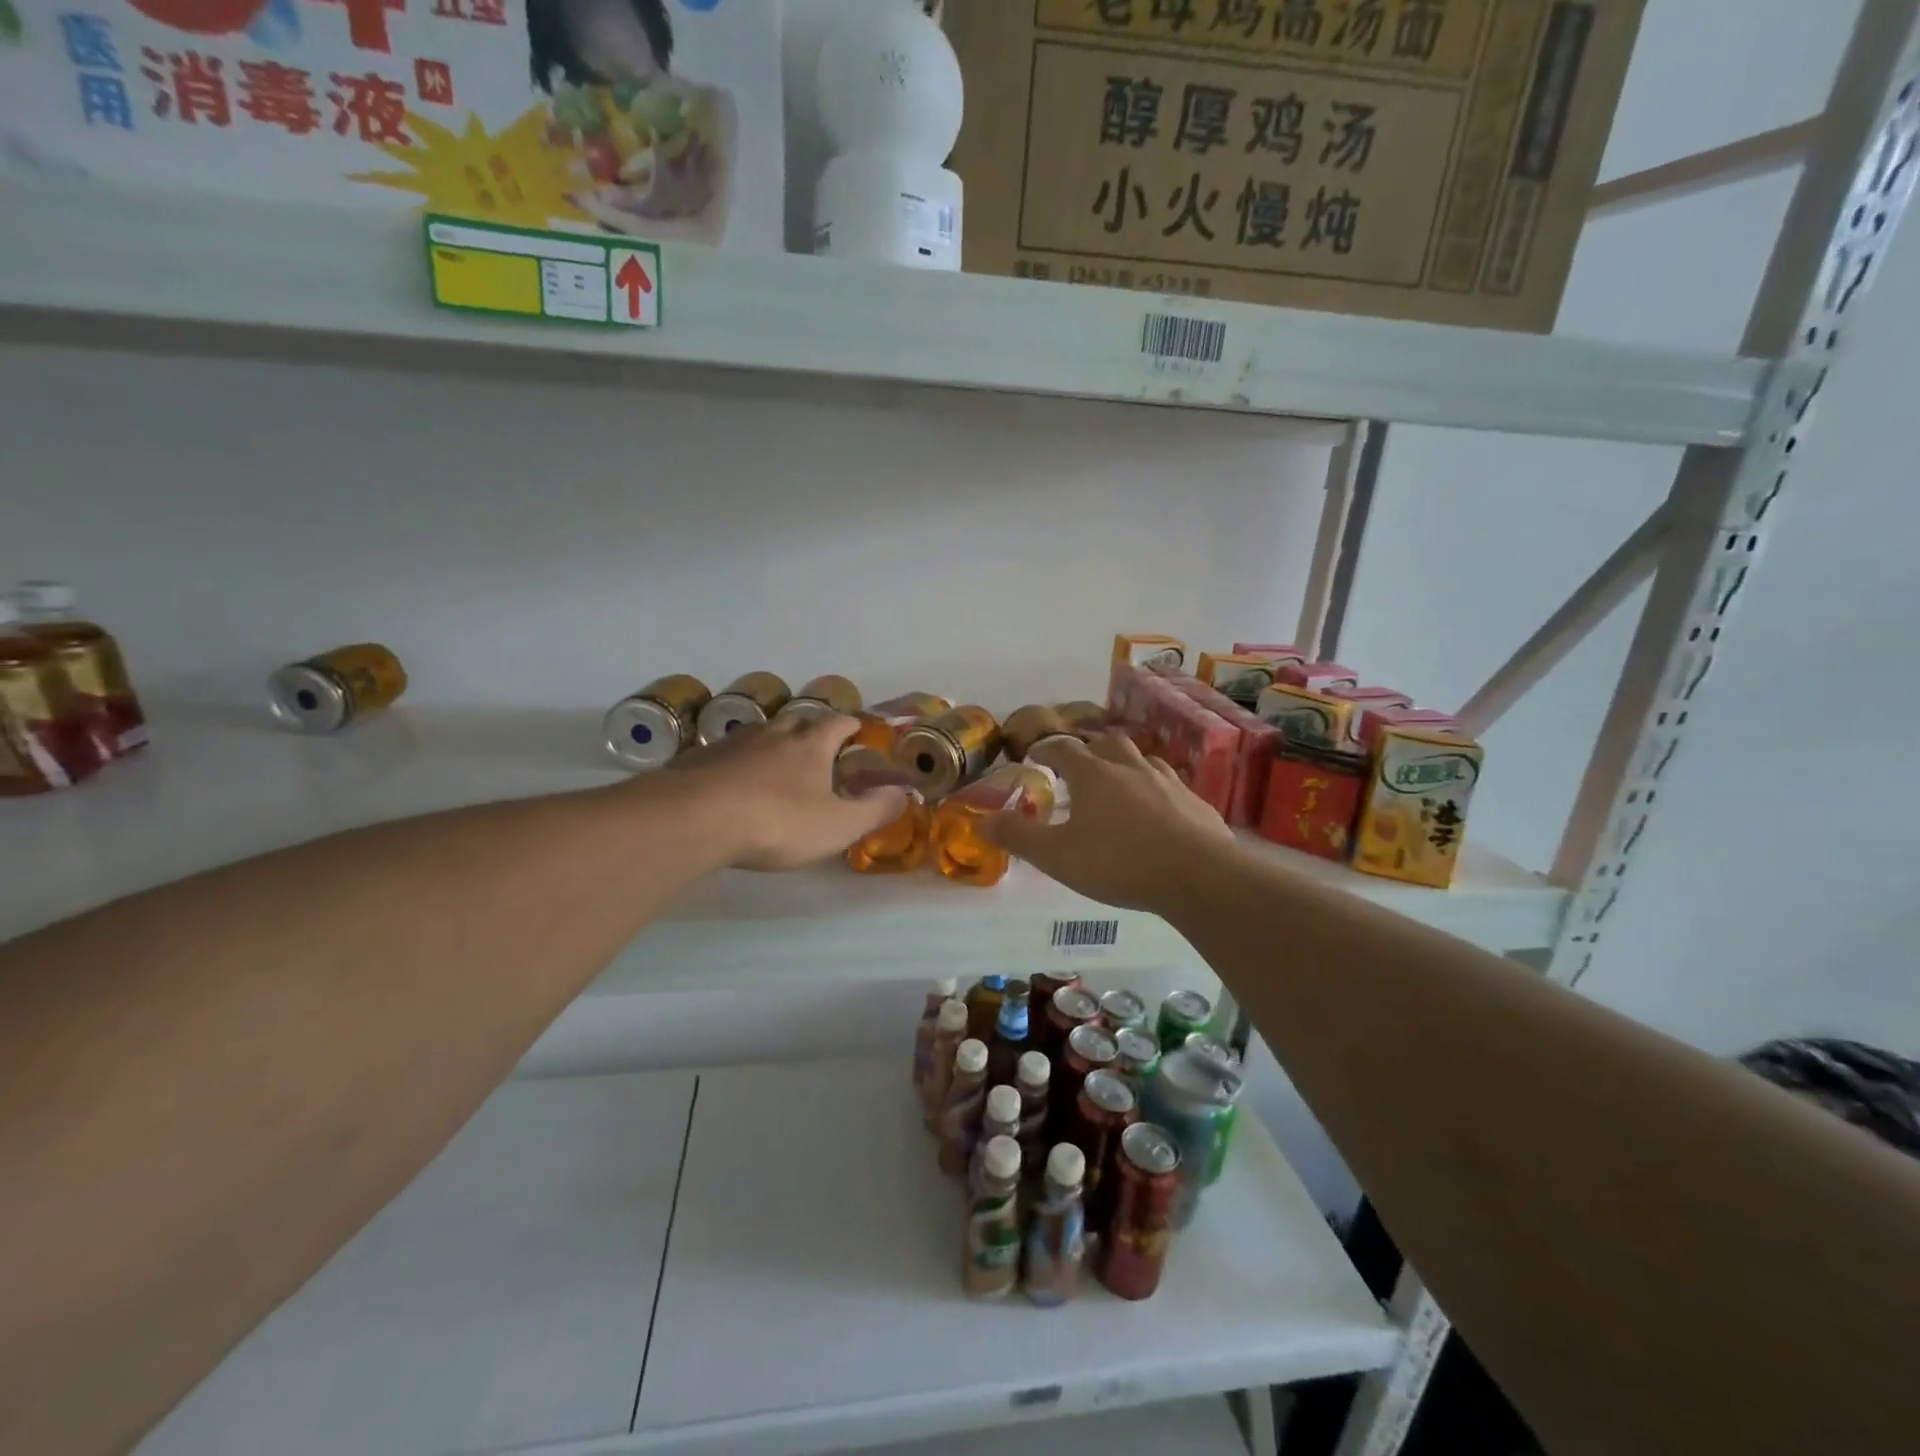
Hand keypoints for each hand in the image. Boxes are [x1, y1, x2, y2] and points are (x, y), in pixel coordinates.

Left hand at [650, 714, 908, 870]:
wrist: (696, 819)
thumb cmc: (778, 822)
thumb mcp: (838, 825)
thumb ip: (875, 809)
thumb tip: (904, 793)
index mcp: (810, 746)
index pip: (836, 723)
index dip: (849, 724)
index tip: (856, 726)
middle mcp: (773, 735)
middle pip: (796, 720)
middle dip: (810, 727)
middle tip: (816, 742)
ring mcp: (732, 744)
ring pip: (759, 734)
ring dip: (772, 742)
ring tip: (776, 760)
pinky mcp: (698, 760)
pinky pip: (725, 754)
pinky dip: (737, 762)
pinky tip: (732, 781)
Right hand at [984, 731, 1233, 912]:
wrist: (1198, 876)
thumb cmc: (1119, 863)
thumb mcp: (1057, 856)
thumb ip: (1018, 837)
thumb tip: (983, 820)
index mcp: (1094, 775)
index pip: (1063, 749)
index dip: (1046, 750)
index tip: (1035, 756)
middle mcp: (1131, 768)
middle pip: (1107, 744)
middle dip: (1090, 750)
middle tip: (1080, 767)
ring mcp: (1168, 782)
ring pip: (1143, 761)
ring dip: (1126, 767)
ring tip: (1119, 785)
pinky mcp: (1197, 803)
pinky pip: (1171, 787)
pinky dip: (1157, 791)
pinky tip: (1159, 812)